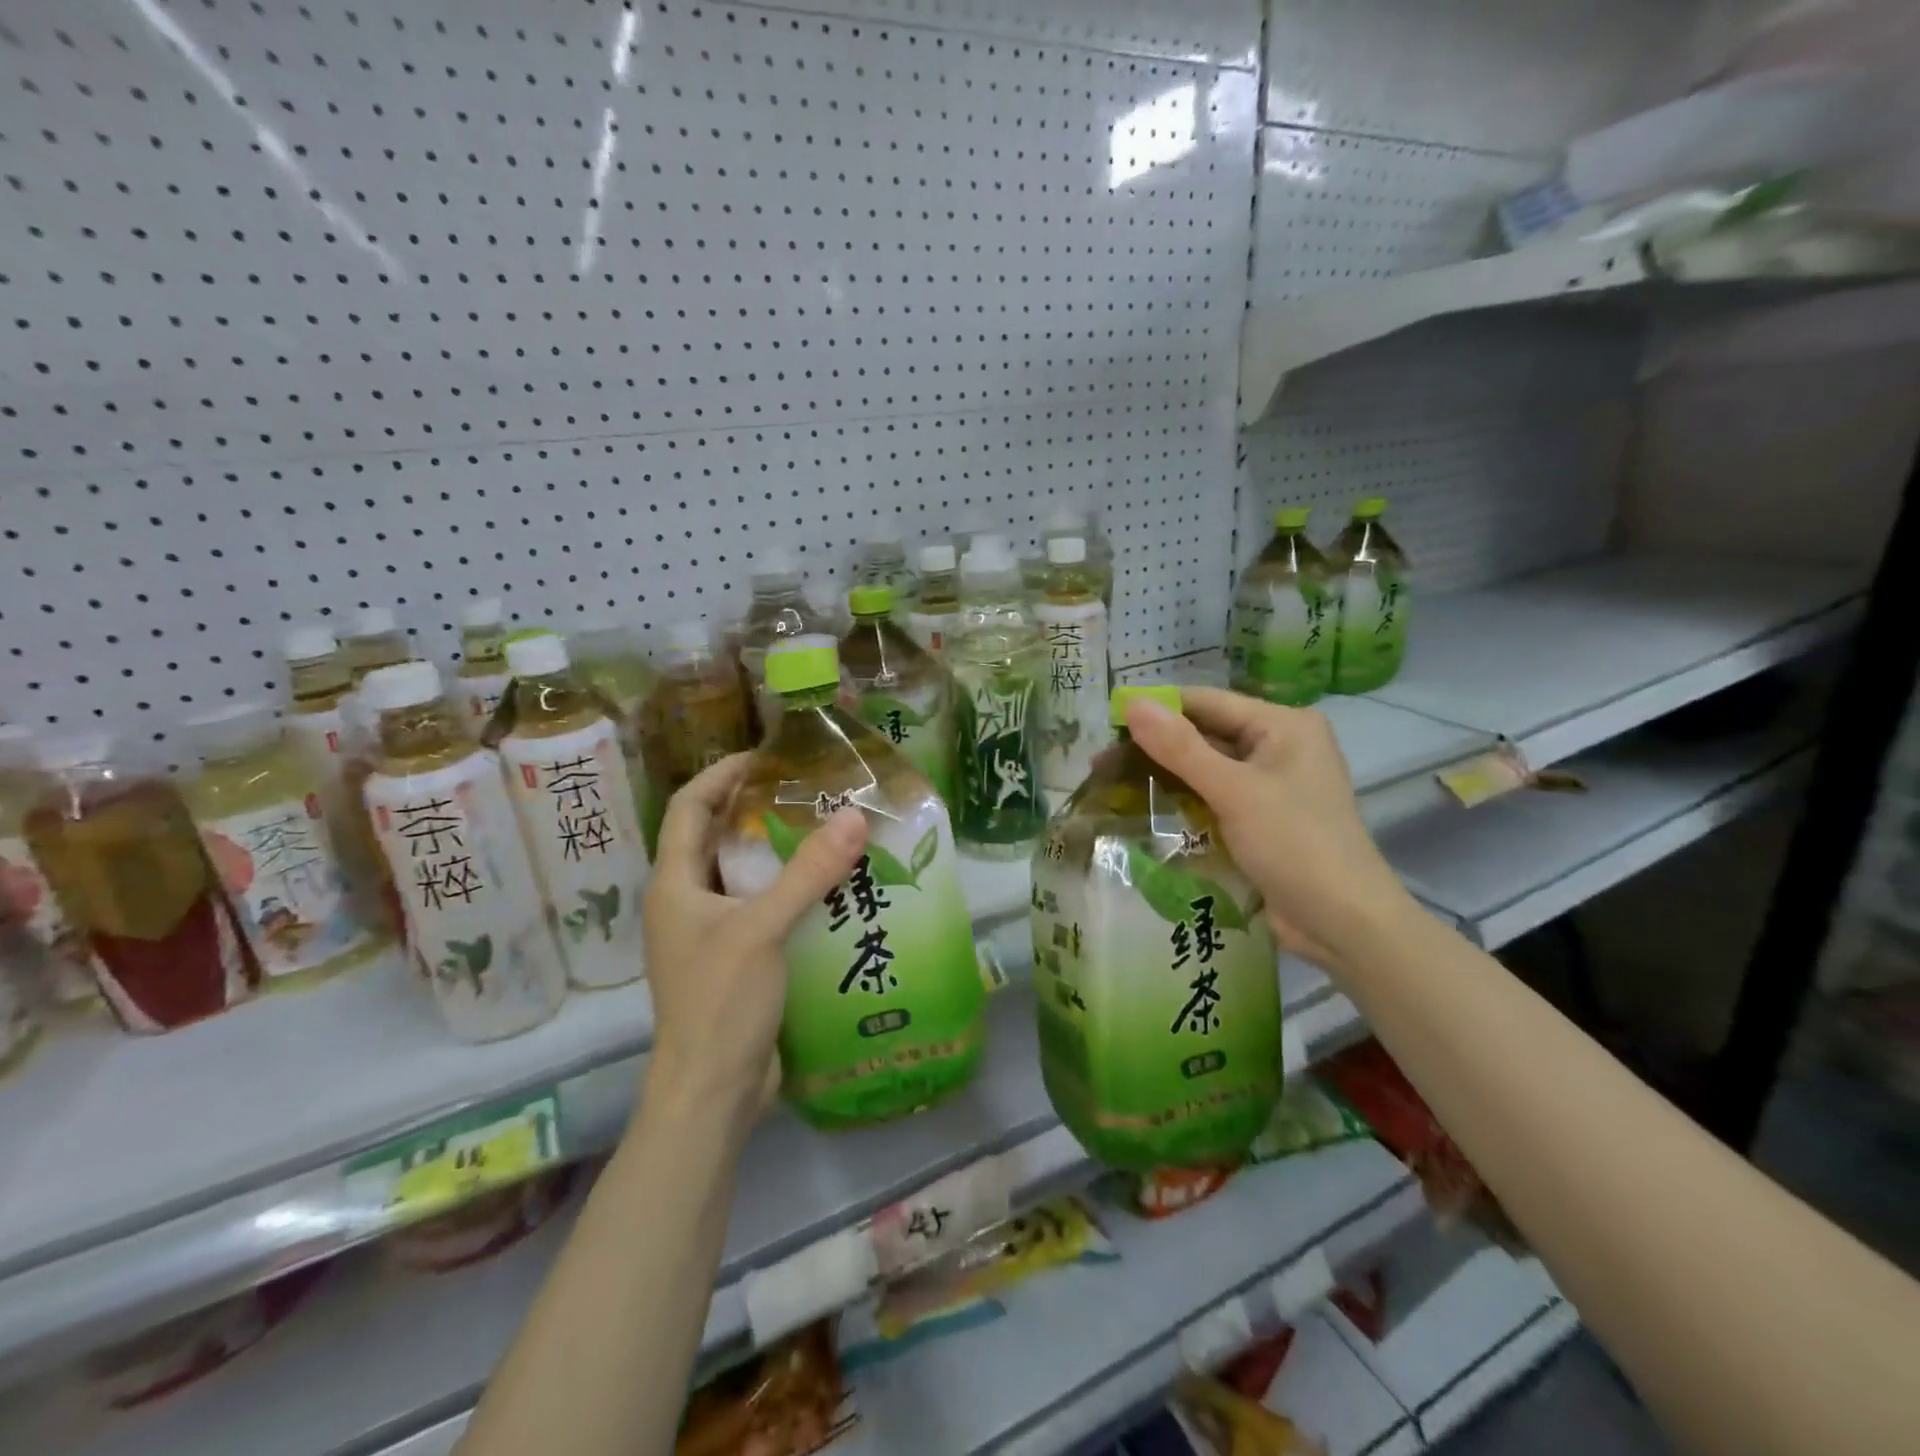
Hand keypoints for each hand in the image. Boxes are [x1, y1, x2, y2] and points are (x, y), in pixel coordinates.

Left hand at [640, 754, 867, 1134]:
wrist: (711, 1093)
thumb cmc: (720, 1002)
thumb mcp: (762, 929)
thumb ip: (808, 872)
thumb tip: (855, 817)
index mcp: (674, 884)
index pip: (689, 807)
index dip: (721, 775)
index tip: (765, 757)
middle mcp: (687, 902)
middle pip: (717, 837)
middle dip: (757, 809)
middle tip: (808, 792)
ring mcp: (711, 934)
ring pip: (744, 875)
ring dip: (779, 852)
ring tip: (827, 832)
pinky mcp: (737, 960)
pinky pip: (763, 908)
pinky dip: (790, 891)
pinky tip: (830, 889)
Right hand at [1124, 687, 1414, 973]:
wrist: (1344, 924)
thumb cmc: (1295, 845)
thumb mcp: (1234, 792)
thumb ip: (1181, 747)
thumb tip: (1131, 703)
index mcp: (1282, 725)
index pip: (1205, 702)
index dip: (1155, 710)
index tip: (1105, 724)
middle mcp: (1278, 746)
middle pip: (1204, 734)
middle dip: (1154, 747)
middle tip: (1100, 762)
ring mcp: (1269, 785)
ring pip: (1204, 768)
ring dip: (1163, 776)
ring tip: (1110, 784)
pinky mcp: (1260, 818)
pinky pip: (1212, 797)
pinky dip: (1181, 801)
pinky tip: (1143, 808)